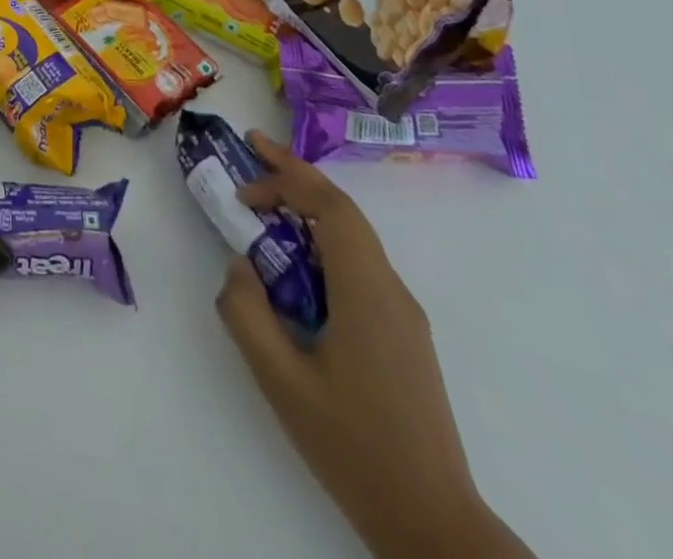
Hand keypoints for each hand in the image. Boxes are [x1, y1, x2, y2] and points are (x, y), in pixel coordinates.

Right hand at [217, 133, 530, 558]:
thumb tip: (239, 264)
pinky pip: (358, 264)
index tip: (243, 180)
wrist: (432, 522)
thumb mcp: (280, 379)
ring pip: (353, 236)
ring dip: (308, 207)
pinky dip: (321, 241)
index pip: (331, 207)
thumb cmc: (352, 446)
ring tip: (264, 202)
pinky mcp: (402, 333)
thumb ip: (247, 312)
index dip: (285, 179)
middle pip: (344, 211)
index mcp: (366, 293)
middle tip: (252, 150)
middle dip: (297, 174)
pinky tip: (294, 263)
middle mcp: (391, 291)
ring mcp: (402, 313)